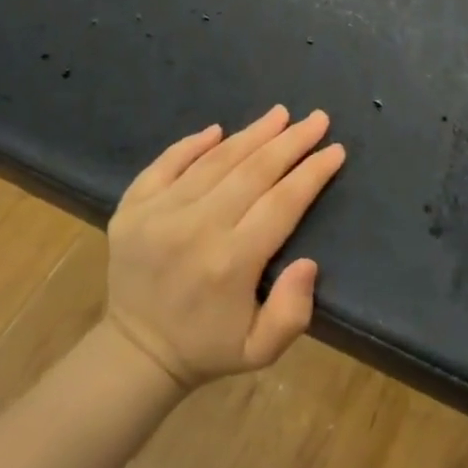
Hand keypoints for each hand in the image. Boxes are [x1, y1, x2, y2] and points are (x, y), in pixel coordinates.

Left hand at [105, 106, 345, 388]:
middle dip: (290, 141)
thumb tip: (309, 262)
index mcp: (231, 263)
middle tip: (317, 118)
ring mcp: (159, 213)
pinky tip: (219, 129)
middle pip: (253, 171)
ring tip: (279, 114)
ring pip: (215, 161)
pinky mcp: (132, 207)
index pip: (282, 203)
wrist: (134, 353)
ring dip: (251, 134)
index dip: (312, 173)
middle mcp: (196, 229)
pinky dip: (193, 144)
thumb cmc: (207, 347)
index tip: (335, 150)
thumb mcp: (260, 349)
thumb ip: (292, 311)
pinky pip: (167, 163)